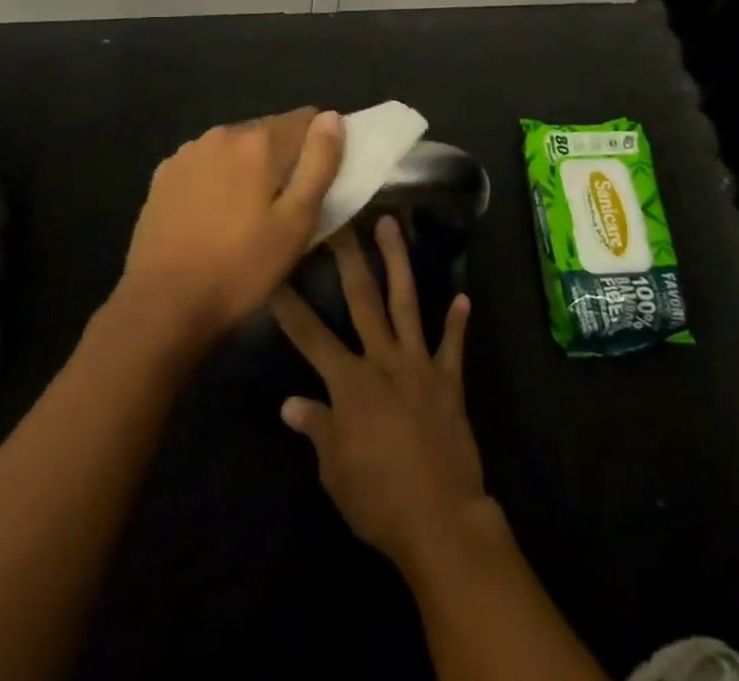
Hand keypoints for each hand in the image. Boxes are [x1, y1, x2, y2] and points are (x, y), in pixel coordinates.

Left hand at [121, 108, 343, 342]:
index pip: (306, 119)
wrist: (162, 306)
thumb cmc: (241, 268)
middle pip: (269, 132)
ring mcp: (188, 152)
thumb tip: (331, 117)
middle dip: (282, 159)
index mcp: (260, 141)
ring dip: (248, 167)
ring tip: (245, 215)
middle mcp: (223, 133)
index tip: (314, 183)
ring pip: (236, 147)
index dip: (318, 147)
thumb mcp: (297, 222)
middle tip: (281, 208)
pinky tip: (211, 216)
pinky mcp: (164, 174)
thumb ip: (320, 163)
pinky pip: (206, 163)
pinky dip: (217, 178)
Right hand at [271, 216, 483, 575]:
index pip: (310, 336)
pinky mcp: (448, 380)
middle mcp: (383, 361)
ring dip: (398, 261)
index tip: (276, 272)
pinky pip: (453, 345)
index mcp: (350, 383)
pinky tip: (463, 297)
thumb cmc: (377, 500)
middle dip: (349, 258)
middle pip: (362, 299)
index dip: (289, 306)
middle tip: (342, 220)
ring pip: (406, 302)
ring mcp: (418, 365)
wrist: (440, 519)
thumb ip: (317, 428)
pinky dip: (457, 323)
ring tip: (391, 225)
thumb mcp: (334, 471)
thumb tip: (290, 403)